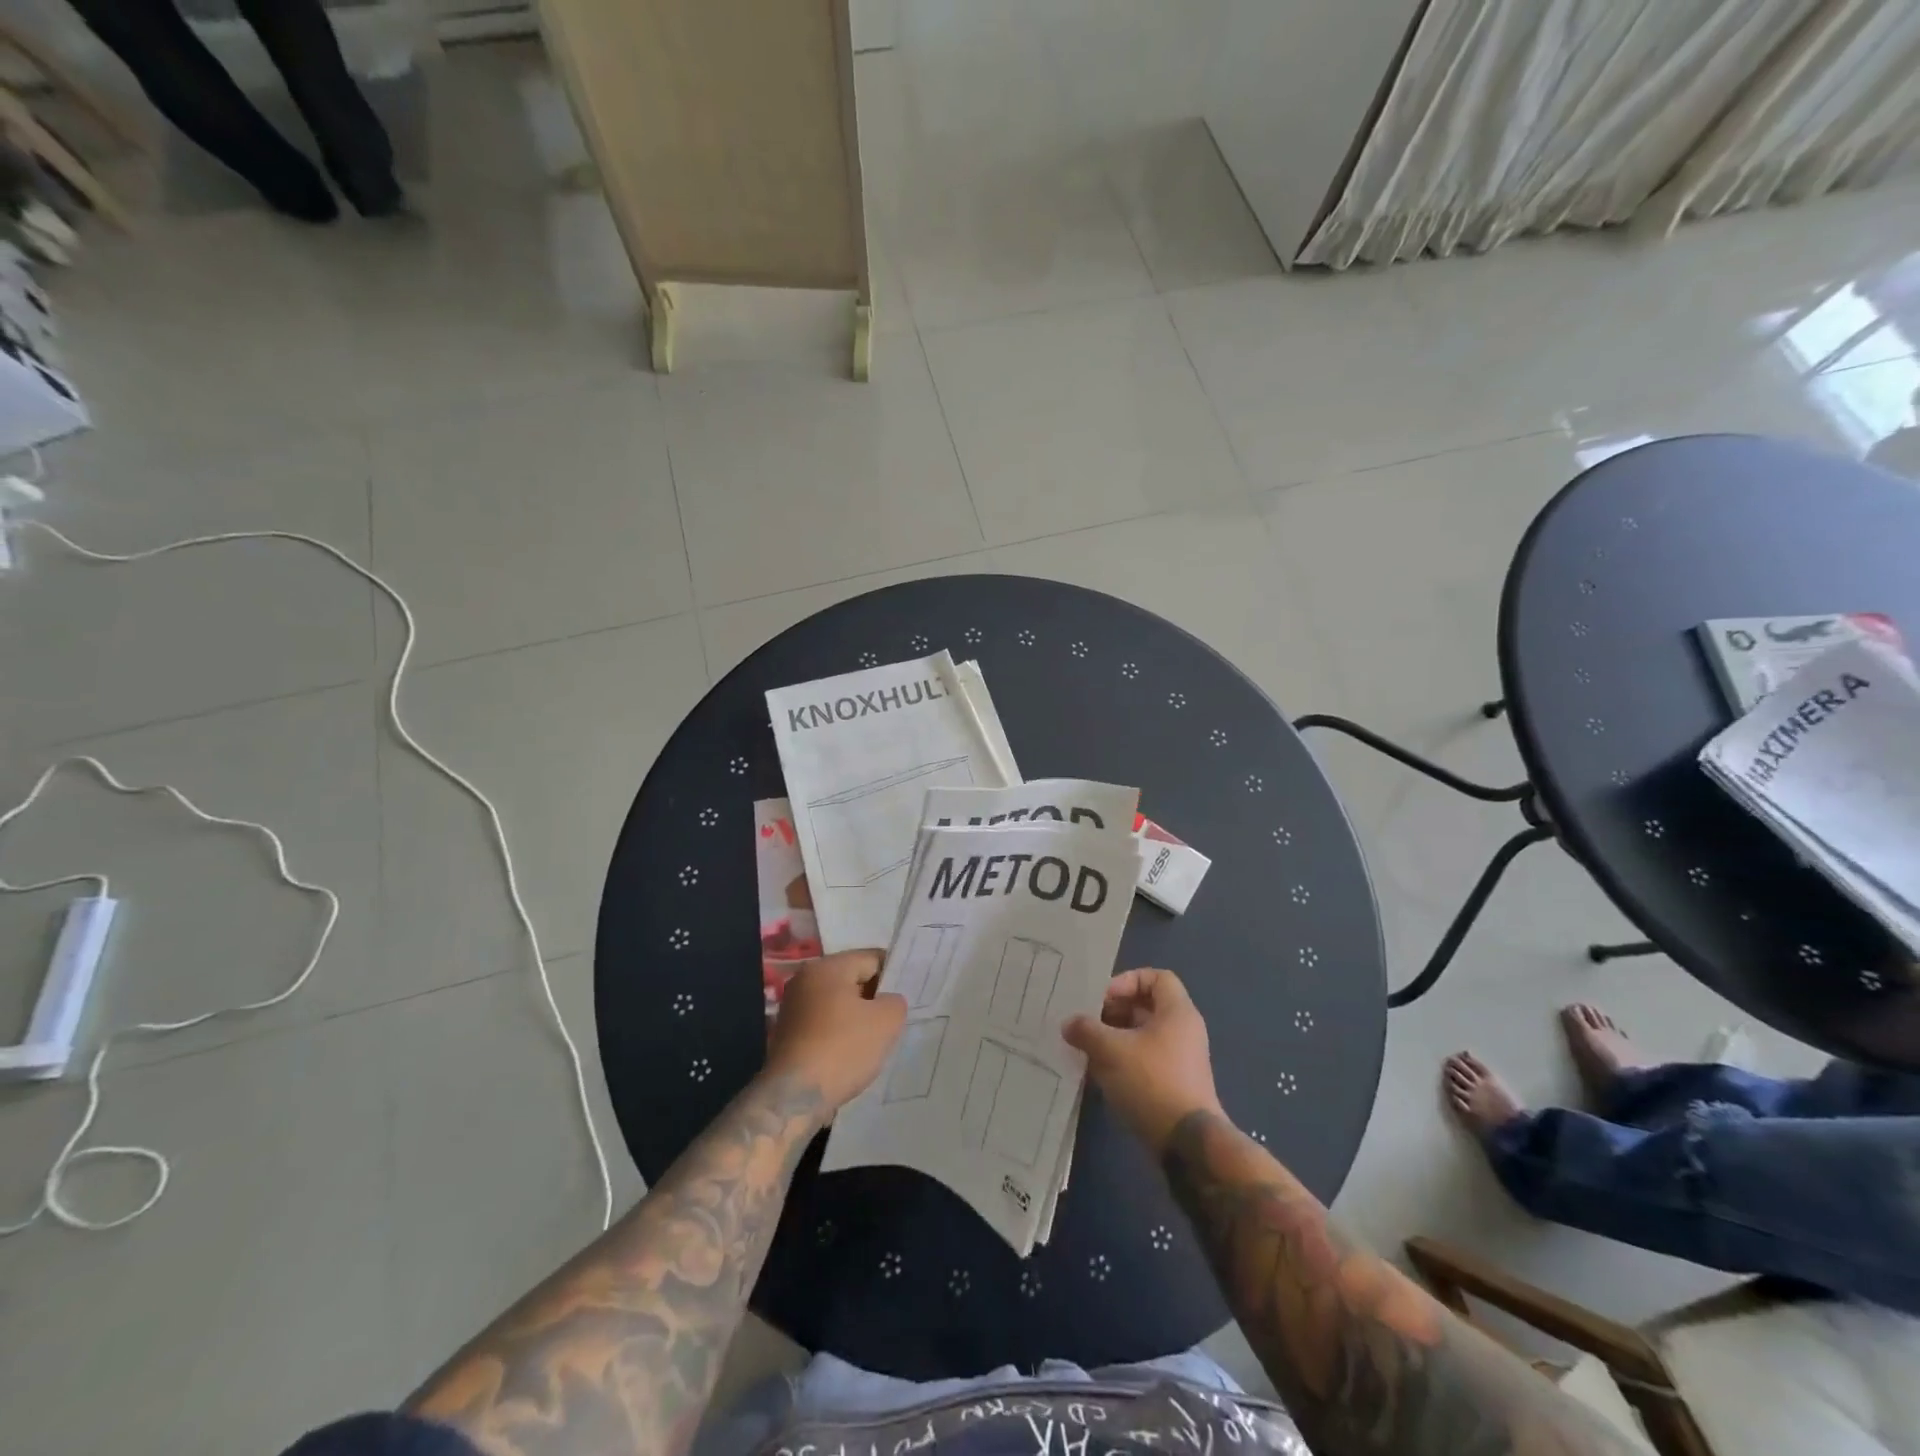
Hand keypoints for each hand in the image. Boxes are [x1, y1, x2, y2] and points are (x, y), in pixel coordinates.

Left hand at [765, 950, 906, 1112]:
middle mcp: (805, 978)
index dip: (893, 976)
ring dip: (857, 1017)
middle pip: (852, 979)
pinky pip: (824, 1023)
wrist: (795, 1097)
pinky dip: (839, 1033)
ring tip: (874, 1040)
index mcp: (827, 966)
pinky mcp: (788, 1032)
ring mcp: (793, 1006)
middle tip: (894, 1020)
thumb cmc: (843, 1049)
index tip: (906, 997)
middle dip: (874, 998)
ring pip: (838, 1003)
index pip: (872, 959)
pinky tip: (851, 1054)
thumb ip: (895, 1001)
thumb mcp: (886, 1021)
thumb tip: (887, 1001)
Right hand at [1064, 968, 1221, 1153]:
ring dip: (1113, 1038)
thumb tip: (1069, 1023)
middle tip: (1086, 1023)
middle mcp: (1183, 1031)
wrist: (1187, 1144)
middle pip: (1146, 1006)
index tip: (1102, 999)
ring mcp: (1180, 1060)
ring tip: (1086, 1048)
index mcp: (1177, 1013)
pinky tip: (1098, 1073)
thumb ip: (1086, 1030)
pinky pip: (1145, 1060)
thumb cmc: (1151, 1083)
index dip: (1127, 981)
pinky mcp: (1174, 1085)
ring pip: (1142, 1036)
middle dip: (1113, 1012)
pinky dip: (1122, 1060)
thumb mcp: (1111, 1051)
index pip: (1155, 978)